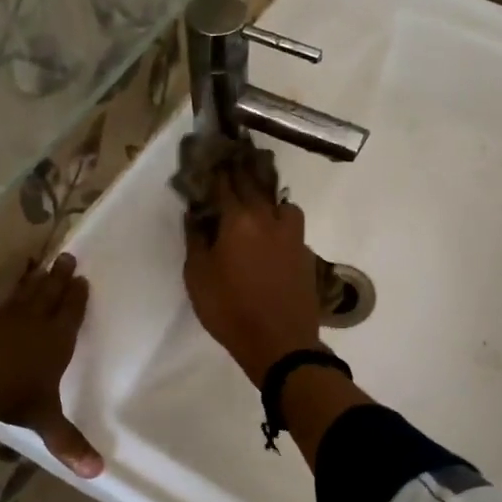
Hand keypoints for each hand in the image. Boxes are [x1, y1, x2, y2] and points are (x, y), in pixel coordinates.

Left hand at [0, 254, 102, 477]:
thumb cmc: (11, 398)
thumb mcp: (43, 421)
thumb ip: (67, 443)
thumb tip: (97, 474)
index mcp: (54, 342)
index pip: (70, 314)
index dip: (77, 298)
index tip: (82, 280)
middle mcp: (30, 324)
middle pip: (48, 294)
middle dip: (59, 278)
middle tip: (67, 258)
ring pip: (21, 295)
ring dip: (32, 281)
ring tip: (39, 266)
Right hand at [182, 170, 322, 385]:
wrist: (280, 343)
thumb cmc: (230, 310)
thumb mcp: (198, 277)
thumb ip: (196, 240)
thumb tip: (195, 214)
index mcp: (239, 220)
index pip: (225, 183)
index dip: (216, 170)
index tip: (209, 158)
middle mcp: (269, 219)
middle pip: (255, 185)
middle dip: (241, 172)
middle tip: (232, 162)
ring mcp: (292, 236)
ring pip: (282, 204)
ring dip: (268, 199)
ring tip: (258, 206)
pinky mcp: (306, 254)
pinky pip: (292, 227)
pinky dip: (281, 224)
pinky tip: (273, 236)